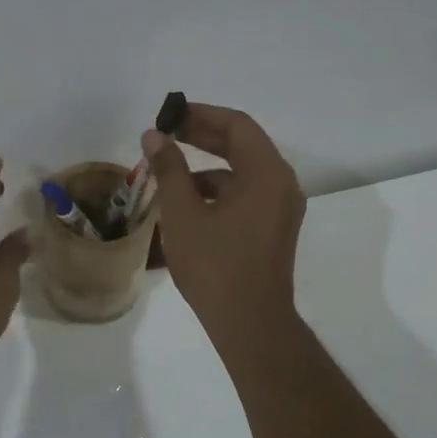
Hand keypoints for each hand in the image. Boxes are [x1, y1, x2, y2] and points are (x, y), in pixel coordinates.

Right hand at [142, 105, 305, 339]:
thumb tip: (154, 135)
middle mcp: (282, 184)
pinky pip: (244, 195)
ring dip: (206, 167)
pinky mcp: (273, 228)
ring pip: (241, 173)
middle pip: (242, 145)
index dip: (201, 114)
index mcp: (267, 173)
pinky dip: (216, 192)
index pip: (237, 125)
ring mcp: (280, 208)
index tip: (169, 115)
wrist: (249, 323)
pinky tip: (185, 204)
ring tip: (167, 173)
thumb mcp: (183, 213)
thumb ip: (169, 168)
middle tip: (165, 133)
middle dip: (202, 136)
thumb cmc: (215, 264)